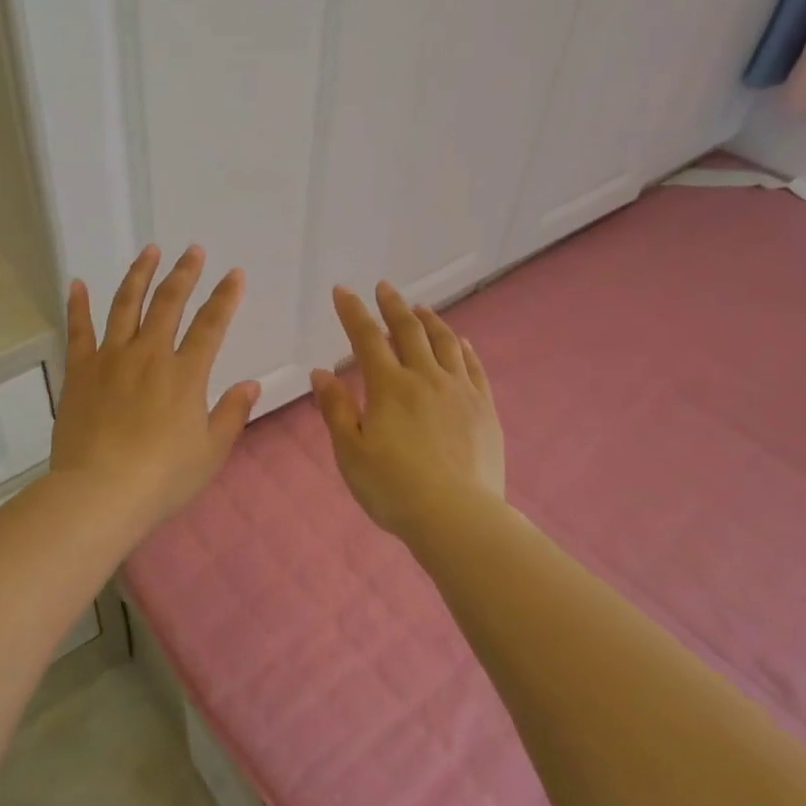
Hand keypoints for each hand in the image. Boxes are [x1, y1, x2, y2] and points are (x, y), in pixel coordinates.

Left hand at [50, 245, 259, 531]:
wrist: (99, 493)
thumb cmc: (162, 478)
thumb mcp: (210, 451)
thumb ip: (232, 414)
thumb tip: (251, 383)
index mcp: (185, 373)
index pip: (211, 324)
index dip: (225, 297)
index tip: (234, 274)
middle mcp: (149, 354)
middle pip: (169, 303)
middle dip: (184, 273)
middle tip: (193, 250)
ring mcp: (111, 358)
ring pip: (126, 304)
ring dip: (140, 275)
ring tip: (150, 251)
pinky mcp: (80, 370)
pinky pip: (78, 330)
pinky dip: (78, 304)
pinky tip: (77, 283)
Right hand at [311, 282, 504, 540]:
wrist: (458, 518)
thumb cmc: (394, 488)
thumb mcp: (350, 453)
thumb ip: (336, 410)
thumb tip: (321, 373)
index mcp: (389, 387)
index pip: (366, 338)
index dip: (353, 312)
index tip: (342, 291)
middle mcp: (425, 378)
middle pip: (409, 331)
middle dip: (393, 305)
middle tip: (384, 287)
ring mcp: (459, 391)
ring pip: (445, 343)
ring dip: (430, 320)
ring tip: (420, 307)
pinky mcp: (484, 409)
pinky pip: (474, 368)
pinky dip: (464, 349)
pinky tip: (461, 342)